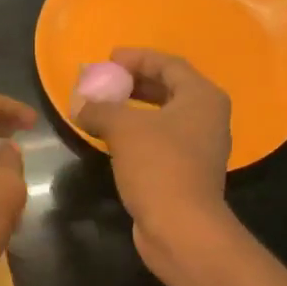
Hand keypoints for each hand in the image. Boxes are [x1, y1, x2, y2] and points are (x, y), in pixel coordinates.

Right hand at [73, 48, 232, 271]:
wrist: (181, 227)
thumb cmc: (159, 166)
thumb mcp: (124, 129)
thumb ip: (100, 108)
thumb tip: (79, 103)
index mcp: (202, 98)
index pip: (169, 65)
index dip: (138, 58)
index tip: (109, 58)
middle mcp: (207, 118)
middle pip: (169, 89)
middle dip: (134, 83)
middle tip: (105, 81)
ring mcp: (199, 147)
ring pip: (163, 117)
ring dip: (133, 110)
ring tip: (103, 107)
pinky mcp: (186, 172)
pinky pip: (160, 141)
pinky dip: (137, 134)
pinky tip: (112, 139)